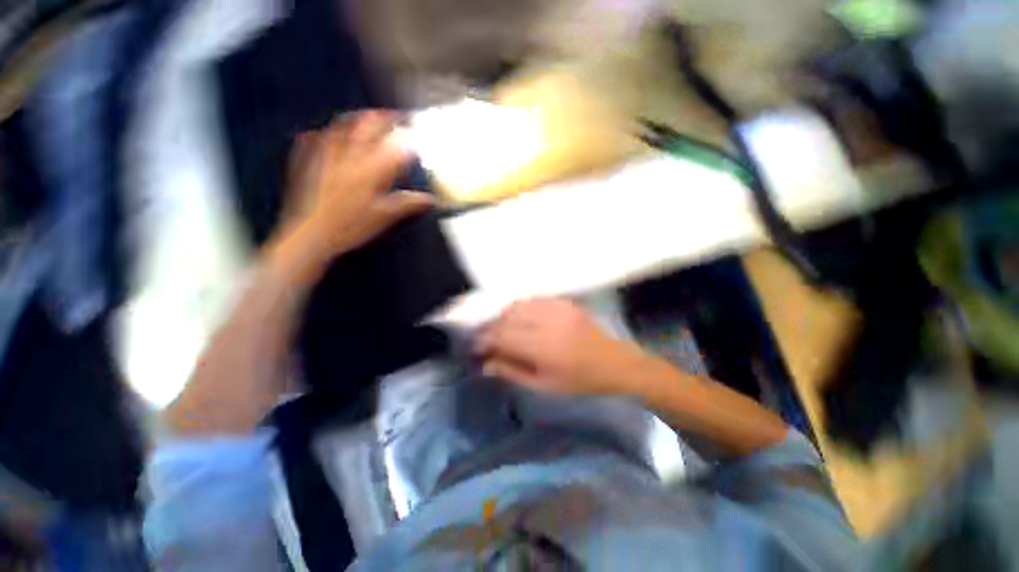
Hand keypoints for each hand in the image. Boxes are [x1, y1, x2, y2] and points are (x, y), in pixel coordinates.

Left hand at [281, 111, 432, 260]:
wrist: (310, 233)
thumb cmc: (352, 225)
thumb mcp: (385, 216)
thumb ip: (409, 203)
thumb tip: (431, 199)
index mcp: (372, 166)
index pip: (394, 144)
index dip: (408, 138)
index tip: (417, 136)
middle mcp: (350, 152)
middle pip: (369, 124)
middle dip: (385, 117)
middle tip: (396, 116)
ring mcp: (326, 151)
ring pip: (343, 123)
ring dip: (359, 117)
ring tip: (368, 116)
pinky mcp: (307, 157)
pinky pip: (317, 136)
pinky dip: (328, 132)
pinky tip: (329, 133)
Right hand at [475, 298, 642, 394]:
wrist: (615, 363)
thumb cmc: (579, 381)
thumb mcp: (544, 386)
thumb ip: (513, 372)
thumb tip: (486, 364)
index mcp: (542, 348)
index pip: (502, 336)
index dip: (485, 339)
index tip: (476, 345)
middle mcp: (547, 323)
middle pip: (507, 316)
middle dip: (492, 326)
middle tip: (488, 338)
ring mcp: (557, 308)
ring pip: (519, 304)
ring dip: (505, 315)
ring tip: (504, 328)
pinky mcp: (565, 302)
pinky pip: (534, 299)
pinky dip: (522, 307)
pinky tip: (522, 318)